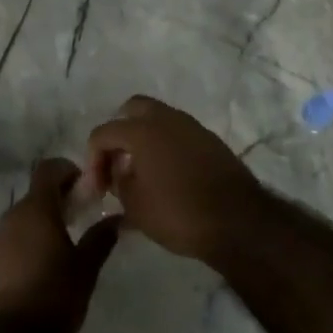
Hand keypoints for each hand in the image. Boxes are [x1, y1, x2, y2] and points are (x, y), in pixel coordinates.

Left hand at [0, 158, 121, 332]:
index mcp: (36, 209)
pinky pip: (10, 240)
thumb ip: (101, 238)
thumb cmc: (54, 296)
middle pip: (35, 194)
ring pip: (21, 218)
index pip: (48, 169)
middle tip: (79, 216)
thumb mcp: (86, 268)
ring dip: (40, 222)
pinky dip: (26, 242)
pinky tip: (40, 267)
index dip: (67, 170)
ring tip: (62, 244)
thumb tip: (117, 218)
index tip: (85, 186)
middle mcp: (11, 216)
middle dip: (57, 199)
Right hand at [84, 95, 268, 265]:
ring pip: (158, 120)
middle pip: (132, 110)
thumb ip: (119, 183)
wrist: (240, 222)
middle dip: (119, 134)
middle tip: (117, 163)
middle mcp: (166, 119)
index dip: (93, 160)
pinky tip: (166, 176)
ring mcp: (192, 127)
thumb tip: (119, 173)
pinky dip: (165, 147)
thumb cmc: (179, 213)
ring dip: (144, 139)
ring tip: (141, 173)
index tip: (97, 189)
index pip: (103, 133)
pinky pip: (178, 134)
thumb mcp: (135, 206)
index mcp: (141, 130)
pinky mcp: (211, 141)